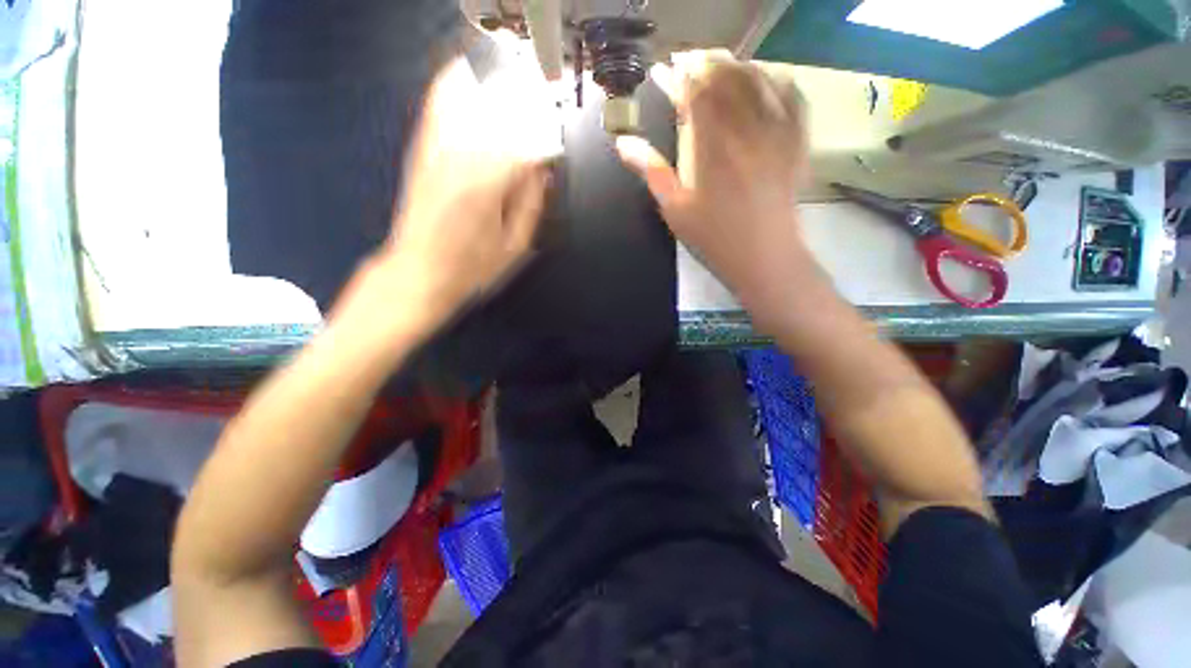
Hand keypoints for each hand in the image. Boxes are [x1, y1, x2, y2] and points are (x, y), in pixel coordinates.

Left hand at [357, 43, 561, 340]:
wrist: (418, 271)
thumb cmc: (471, 268)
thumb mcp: (514, 247)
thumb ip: (531, 205)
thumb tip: (543, 171)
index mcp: (488, 184)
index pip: (525, 142)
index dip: (546, 136)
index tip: (557, 139)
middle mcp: (460, 156)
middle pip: (499, 111)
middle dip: (525, 103)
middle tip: (543, 100)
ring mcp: (437, 148)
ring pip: (468, 96)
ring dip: (494, 85)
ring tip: (514, 78)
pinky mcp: (423, 149)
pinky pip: (439, 104)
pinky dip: (457, 84)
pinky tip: (471, 76)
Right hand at [615, 51, 812, 329]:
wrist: (763, 257)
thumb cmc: (712, 238)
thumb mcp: (674, 209)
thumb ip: (651, 171)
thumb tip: (623, 143)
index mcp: (710, 145)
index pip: (693, 93)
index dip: (677, 77)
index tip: (664, 71)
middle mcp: (744, 129)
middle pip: (725, 77)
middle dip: (703, 63)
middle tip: (687, 62)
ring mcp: (775, 132)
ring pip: (757, 79)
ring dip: (735, 66)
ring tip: (718, 65)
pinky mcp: (796, 141)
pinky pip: (793, 97)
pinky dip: (777, 80)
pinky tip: (765, 79)